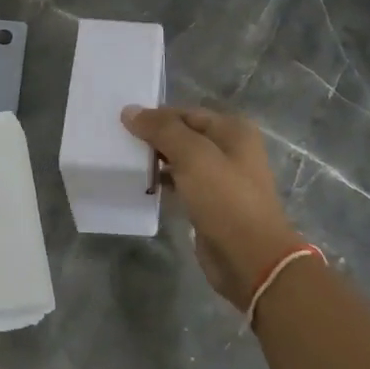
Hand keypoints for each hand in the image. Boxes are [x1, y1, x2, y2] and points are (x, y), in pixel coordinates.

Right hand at [121, 106, 305, 310]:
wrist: (250, 258)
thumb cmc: (225, 200)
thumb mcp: (193, 157)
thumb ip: (162, 130)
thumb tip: (130, 110)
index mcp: (233, 130)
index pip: (185, 113)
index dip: (155, 117)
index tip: (122, 125)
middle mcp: (230, 149)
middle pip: (183, 135)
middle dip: (154, 139)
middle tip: (119, 143)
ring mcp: (221, 178)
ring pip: (181, 160)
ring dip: (156, 161)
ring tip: (125, 163)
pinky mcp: (210, 203)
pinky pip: (182, 184)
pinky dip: (163, 182)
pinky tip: (143, 186)